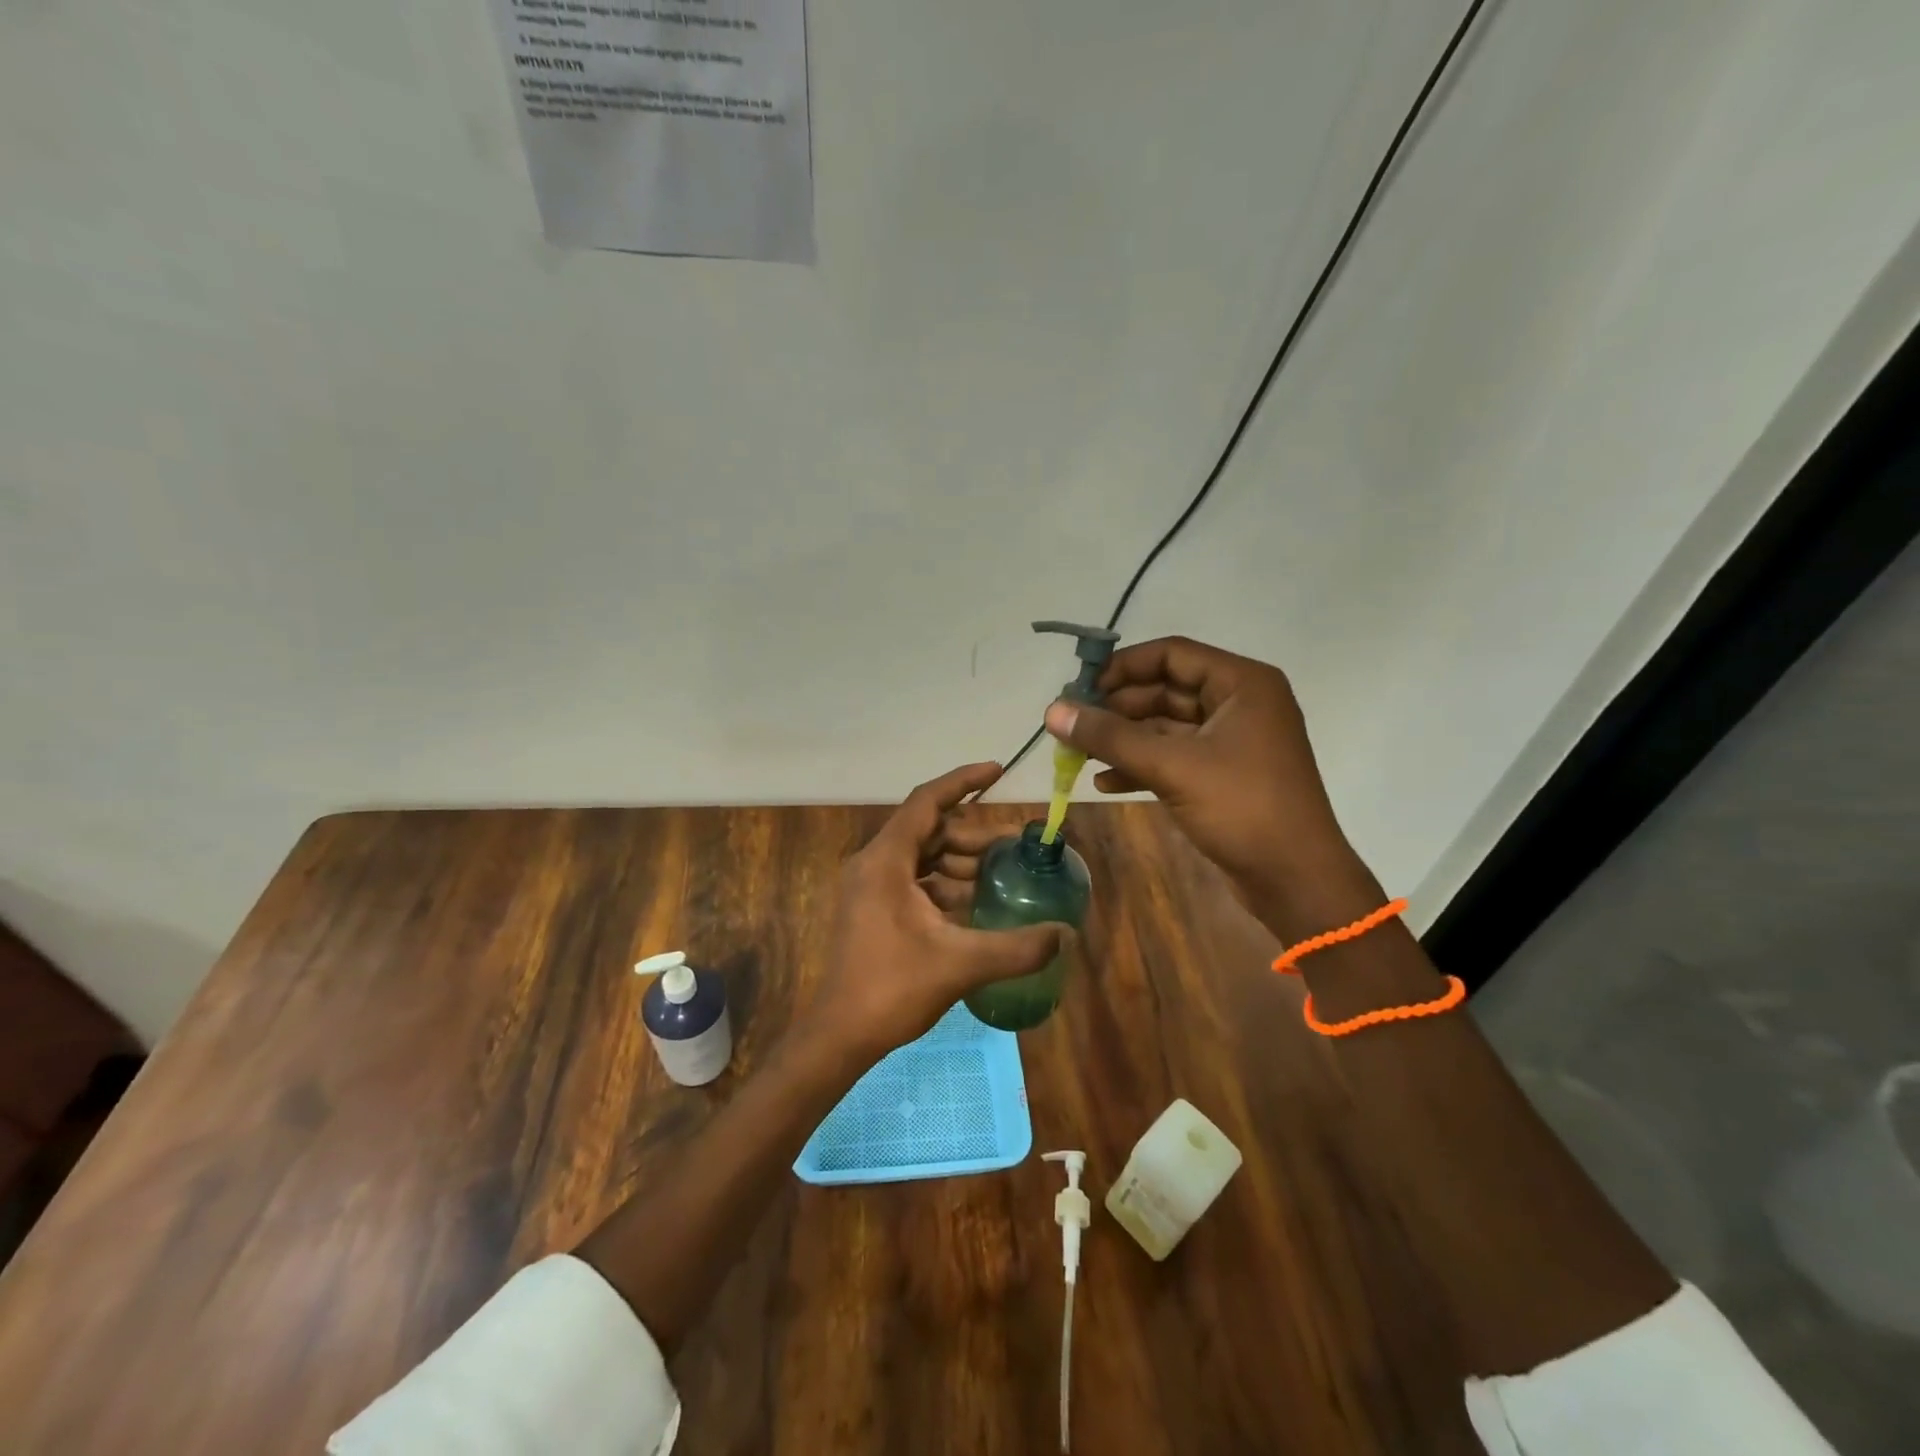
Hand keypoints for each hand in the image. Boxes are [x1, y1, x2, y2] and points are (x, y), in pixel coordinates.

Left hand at [803, 762, 1066, 1063]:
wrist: (840, 1035)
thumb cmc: (892, 989)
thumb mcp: (960, 964)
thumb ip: (1017, 947)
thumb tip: (1066, 934)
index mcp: (886, 860)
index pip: (927, 802)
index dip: (963, 781)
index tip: (998, 771)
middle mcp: (875, 864)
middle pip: (929, 830)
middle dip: (973, 835)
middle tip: (1014, 846)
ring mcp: (871, 887)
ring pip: (924, 857)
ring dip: (961, 862)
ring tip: (1002, 874)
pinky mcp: (874, 909)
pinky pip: (915, 881)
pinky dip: (946, 884)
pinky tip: (976, 903)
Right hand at [1043, 636, 1377, 936]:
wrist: (1296, 880)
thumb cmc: (1242, 808)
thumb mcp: (1172, 766)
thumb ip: (1110, 736)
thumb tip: (1052, 711)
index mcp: (1241, 683)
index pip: (1171, 654)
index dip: (1122, 668)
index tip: (1079, 689)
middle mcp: (1239, 703)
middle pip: (1165, 690)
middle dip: (1116, 708)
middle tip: (1071, 726)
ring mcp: (1233, 741)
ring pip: (1166, 727)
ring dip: (1123, 739)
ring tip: (1077, 755)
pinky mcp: (1224, 775)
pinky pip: (1174, 756)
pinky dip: (1141, 765)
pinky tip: (1104, 782)